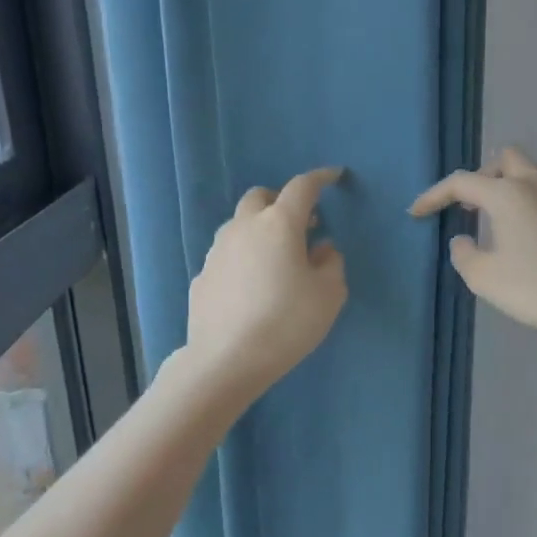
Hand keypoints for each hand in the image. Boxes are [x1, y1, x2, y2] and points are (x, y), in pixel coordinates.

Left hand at [183, 168, 348, 400]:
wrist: (227, 359)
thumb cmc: (287, 322)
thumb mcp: (329, 295)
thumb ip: (331, 264)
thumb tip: (322, 249)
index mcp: (279, 224)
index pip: (302, 187)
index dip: (320, 178)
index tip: (334, 176)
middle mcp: (244, 228)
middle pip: (261, 197)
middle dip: (282, 201)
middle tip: (302, 223)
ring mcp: (217, 251)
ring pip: (240, 226)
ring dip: (260, 231)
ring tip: (277, 258)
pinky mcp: (203, 276)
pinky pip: (228, 256)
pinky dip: (244, 259)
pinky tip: (253, 287)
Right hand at [411, 148, 536, 342]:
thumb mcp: (486, 279)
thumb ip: (465, 255)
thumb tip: (463, 240)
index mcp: (508, 194)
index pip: (461, 182)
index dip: (434, 195)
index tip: (417, 212)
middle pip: (506, 158)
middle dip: (484, 175)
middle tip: (472, 204)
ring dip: (517, 188)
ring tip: (508, 219)